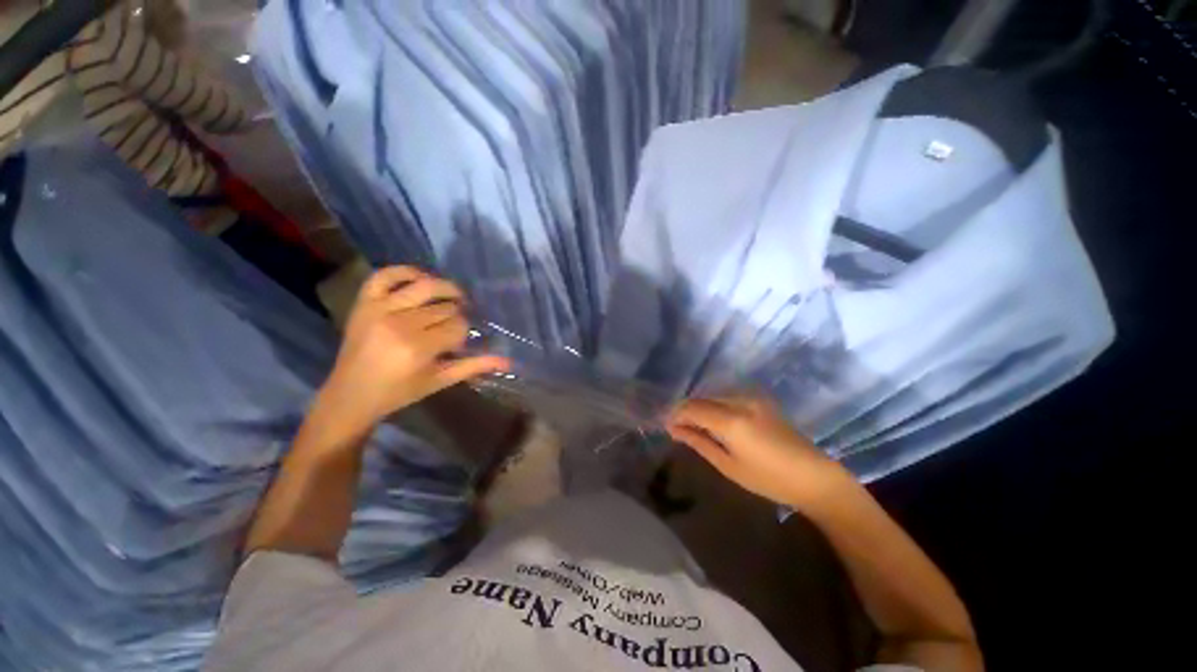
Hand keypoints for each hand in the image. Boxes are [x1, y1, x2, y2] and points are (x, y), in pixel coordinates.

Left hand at [320, 266, 508, 430]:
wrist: (350, 394)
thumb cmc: (399, 392)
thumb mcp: (440, 380)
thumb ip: (474, 367)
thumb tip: (508, 361)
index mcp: (418, 348)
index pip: (458, 326)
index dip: (464, 333)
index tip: (457, 345)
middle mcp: (399, 324)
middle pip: (445, 307)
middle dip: (455, 316)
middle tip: (452, 328)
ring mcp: (379, 309)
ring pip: (425, 287)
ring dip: (445, 289)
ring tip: (453, 298)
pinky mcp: (364, 302)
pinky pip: (386, 275)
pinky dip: (406, 271)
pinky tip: (422, 279)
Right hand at [666, 396, 851, 508]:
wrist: (814, 476)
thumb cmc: (769, 479)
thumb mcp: (729, 465)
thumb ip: (699, 442)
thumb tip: (674, 430)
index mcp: (732, 421)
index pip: (693, 408)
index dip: (676, 415)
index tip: (666, 425)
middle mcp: (740, 401)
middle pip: (702, 398)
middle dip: (685, 410)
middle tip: (676, 427)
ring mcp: (752, 397)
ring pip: (714, 395)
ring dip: (699, 407)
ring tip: (692, 425)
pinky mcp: (760, 399)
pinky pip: (727, 396)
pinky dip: (714, 405)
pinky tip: (712, 419)